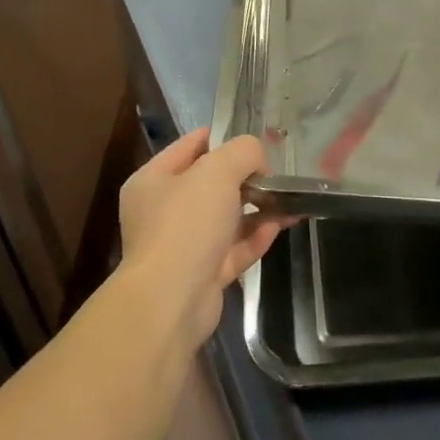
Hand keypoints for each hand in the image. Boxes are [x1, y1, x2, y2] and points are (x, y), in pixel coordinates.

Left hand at [119, 128, 287, 345]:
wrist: (170, 302)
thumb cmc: (186, 224)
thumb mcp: (217, 171)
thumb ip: (243, 152)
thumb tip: (257, 163)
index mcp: (153, 181)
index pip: (190, 146)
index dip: (221, 137)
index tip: (254, 139)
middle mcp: (162, 212)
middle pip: (209, 184)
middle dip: (243, 177)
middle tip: (274, 172)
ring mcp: (182, 247)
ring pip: (224, 219)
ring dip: (255, 208)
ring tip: (287, 198)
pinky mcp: (202, 276)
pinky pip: (233, 250)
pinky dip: (255, 237)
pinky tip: (280, 225)